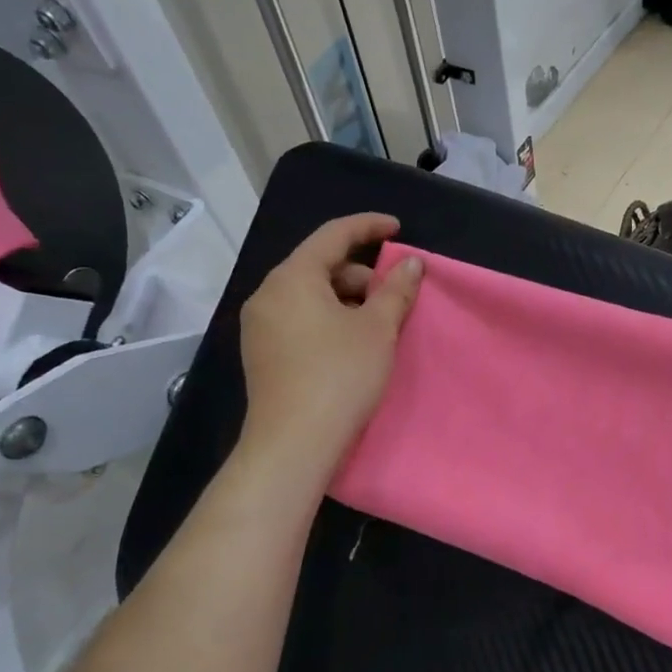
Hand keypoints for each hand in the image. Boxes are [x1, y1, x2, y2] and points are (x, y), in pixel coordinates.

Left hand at [238, 213, 422, 470]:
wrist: (293, 444)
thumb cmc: (339, 376)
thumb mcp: (377, 329)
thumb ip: (396, 289)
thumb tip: (411, 263)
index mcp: (292, 278)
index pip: (333, 235)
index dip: (368, 226)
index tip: (397, 229)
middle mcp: (268, 294)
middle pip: (320, 265)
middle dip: (361, 273)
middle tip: (395, 293)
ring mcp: (260, 326)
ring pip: (310, 295)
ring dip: (347, 298)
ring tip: (379, 321)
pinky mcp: (262, 353)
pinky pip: (299, 318)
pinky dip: (329, 318)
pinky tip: (352, 342)